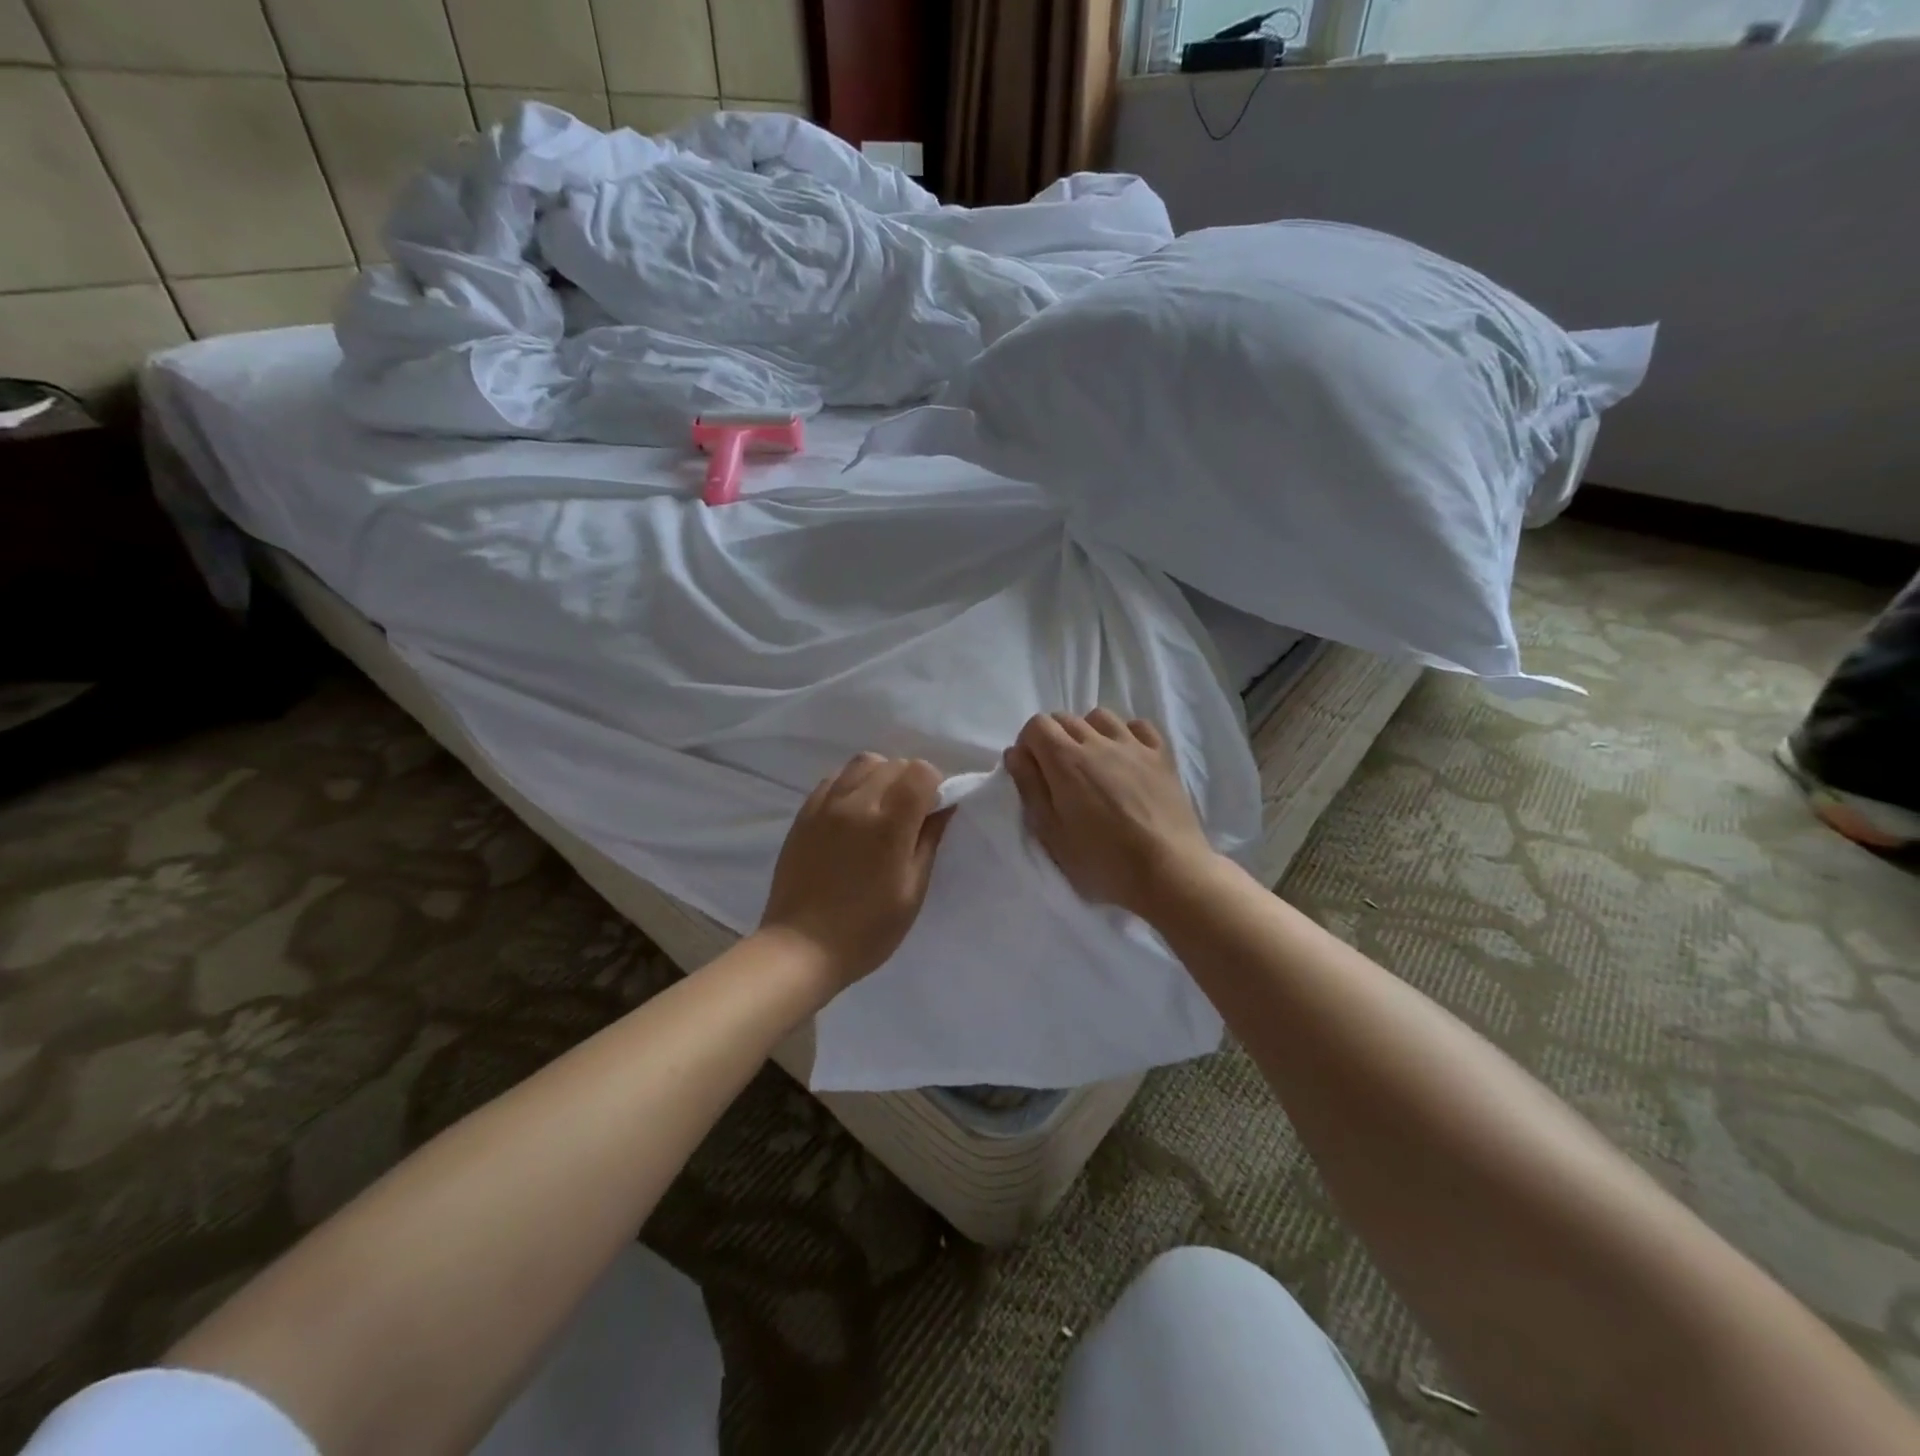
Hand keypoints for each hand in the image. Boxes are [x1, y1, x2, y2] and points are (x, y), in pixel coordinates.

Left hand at [758, 752, 952, 990]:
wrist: (801, 947)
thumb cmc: (868, 929)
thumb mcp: (913, 890)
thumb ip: (929, 840)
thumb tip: (944, 806)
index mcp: (889, 824)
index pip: (921, 772)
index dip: (935, 786)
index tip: (934, 812)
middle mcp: (856, 803)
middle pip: (894, 764)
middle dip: (911, 781)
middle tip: (911, 815)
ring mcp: (826, 804)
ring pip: (863, 763)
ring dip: (882, 777)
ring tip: (882, 809)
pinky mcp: (805, 813)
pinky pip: (835, 778)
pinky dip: (853, 784)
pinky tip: (854, 814)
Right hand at [1003, 710, 1218, 919]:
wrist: (1169, 872)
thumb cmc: (1102, 861)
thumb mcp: (1052, 834)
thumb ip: (1030, 788)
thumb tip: (1015, 753)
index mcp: (1065, 761)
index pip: (1037, 725)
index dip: (1029, 743)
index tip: (1032, 770)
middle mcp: (1098, 742)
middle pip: (1066, 718)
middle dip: (1053, 738)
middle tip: (1058, 774)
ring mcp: (1133, 746)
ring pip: (1100, 717)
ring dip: (1088, 732)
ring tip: (1092, 763)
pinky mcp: (1162, 756)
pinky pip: (1138, 726)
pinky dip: (1125, 734)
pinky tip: (1125, 758)